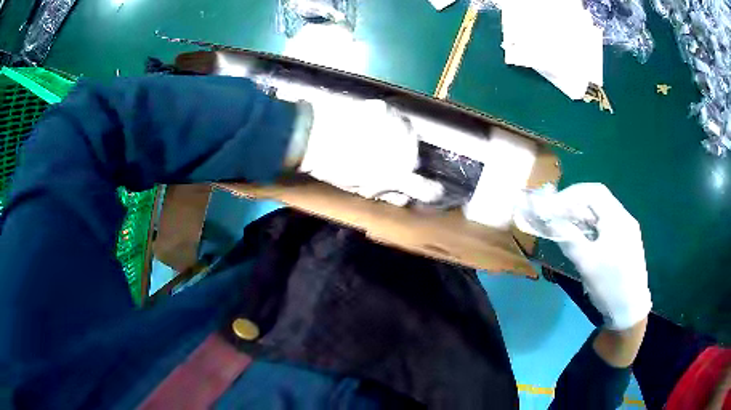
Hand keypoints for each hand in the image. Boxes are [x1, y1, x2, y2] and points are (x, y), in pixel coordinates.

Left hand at [289, 98, 442, 205]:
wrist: (312, 135)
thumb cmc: (333, 168)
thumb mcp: (360, 188)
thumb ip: (386, 192)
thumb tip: (403, 197)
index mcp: (396, 174)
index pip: (425, 188)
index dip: (430, 191)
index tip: (433, 190)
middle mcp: (404, 149)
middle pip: (416, 157)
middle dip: (405, 160)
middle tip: (387, 158)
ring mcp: (396, 125)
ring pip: (410, 134)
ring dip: (401, 139)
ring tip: (381, 138)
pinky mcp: (384, 108)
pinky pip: (396, 118)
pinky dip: (390, 122)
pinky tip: (375, 123)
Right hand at [554, 183, 651, 329]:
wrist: (630, 310)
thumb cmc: (609, 285)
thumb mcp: (586, 263)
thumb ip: (568, 238)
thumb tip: (550, 220)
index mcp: (617, 219)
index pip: (593, 192)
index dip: (571, 194)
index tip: (553, 206)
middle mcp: (624, 218)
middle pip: (598, 199)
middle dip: (576, 204)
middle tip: (557, 216)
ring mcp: (627, 230)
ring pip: (602, 212)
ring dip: (583, 215)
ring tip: (567, 227)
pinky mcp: (626, 241)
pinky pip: (606, 225)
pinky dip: (591, 226)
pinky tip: (583, 238)